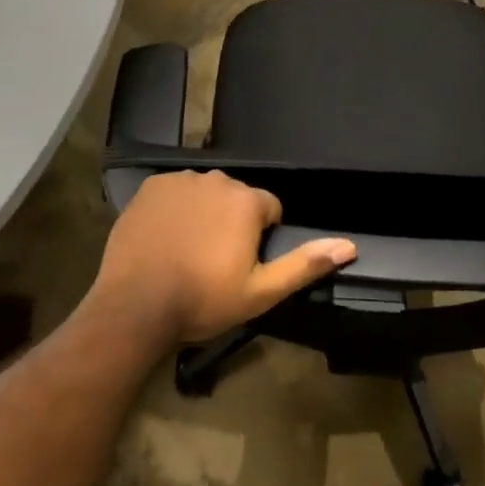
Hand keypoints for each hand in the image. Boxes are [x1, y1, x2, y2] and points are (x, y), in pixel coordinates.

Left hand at [90, 171, 356, 344]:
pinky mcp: (151, 186)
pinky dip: (174, 209)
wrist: (136, 305)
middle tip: (214, 261)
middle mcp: (217, 180)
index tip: (242, 264)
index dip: (260, 237)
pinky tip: (164, 238)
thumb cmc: (203, 300)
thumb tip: (348, 245)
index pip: (269, 209)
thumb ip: (304, 264)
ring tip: (187, 251)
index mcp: (247, 201)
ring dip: (203, 213)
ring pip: (205, 193)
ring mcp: (181, 180)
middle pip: (236, 198)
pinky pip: (174, 192)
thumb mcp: (260, 292)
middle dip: (232, 222)